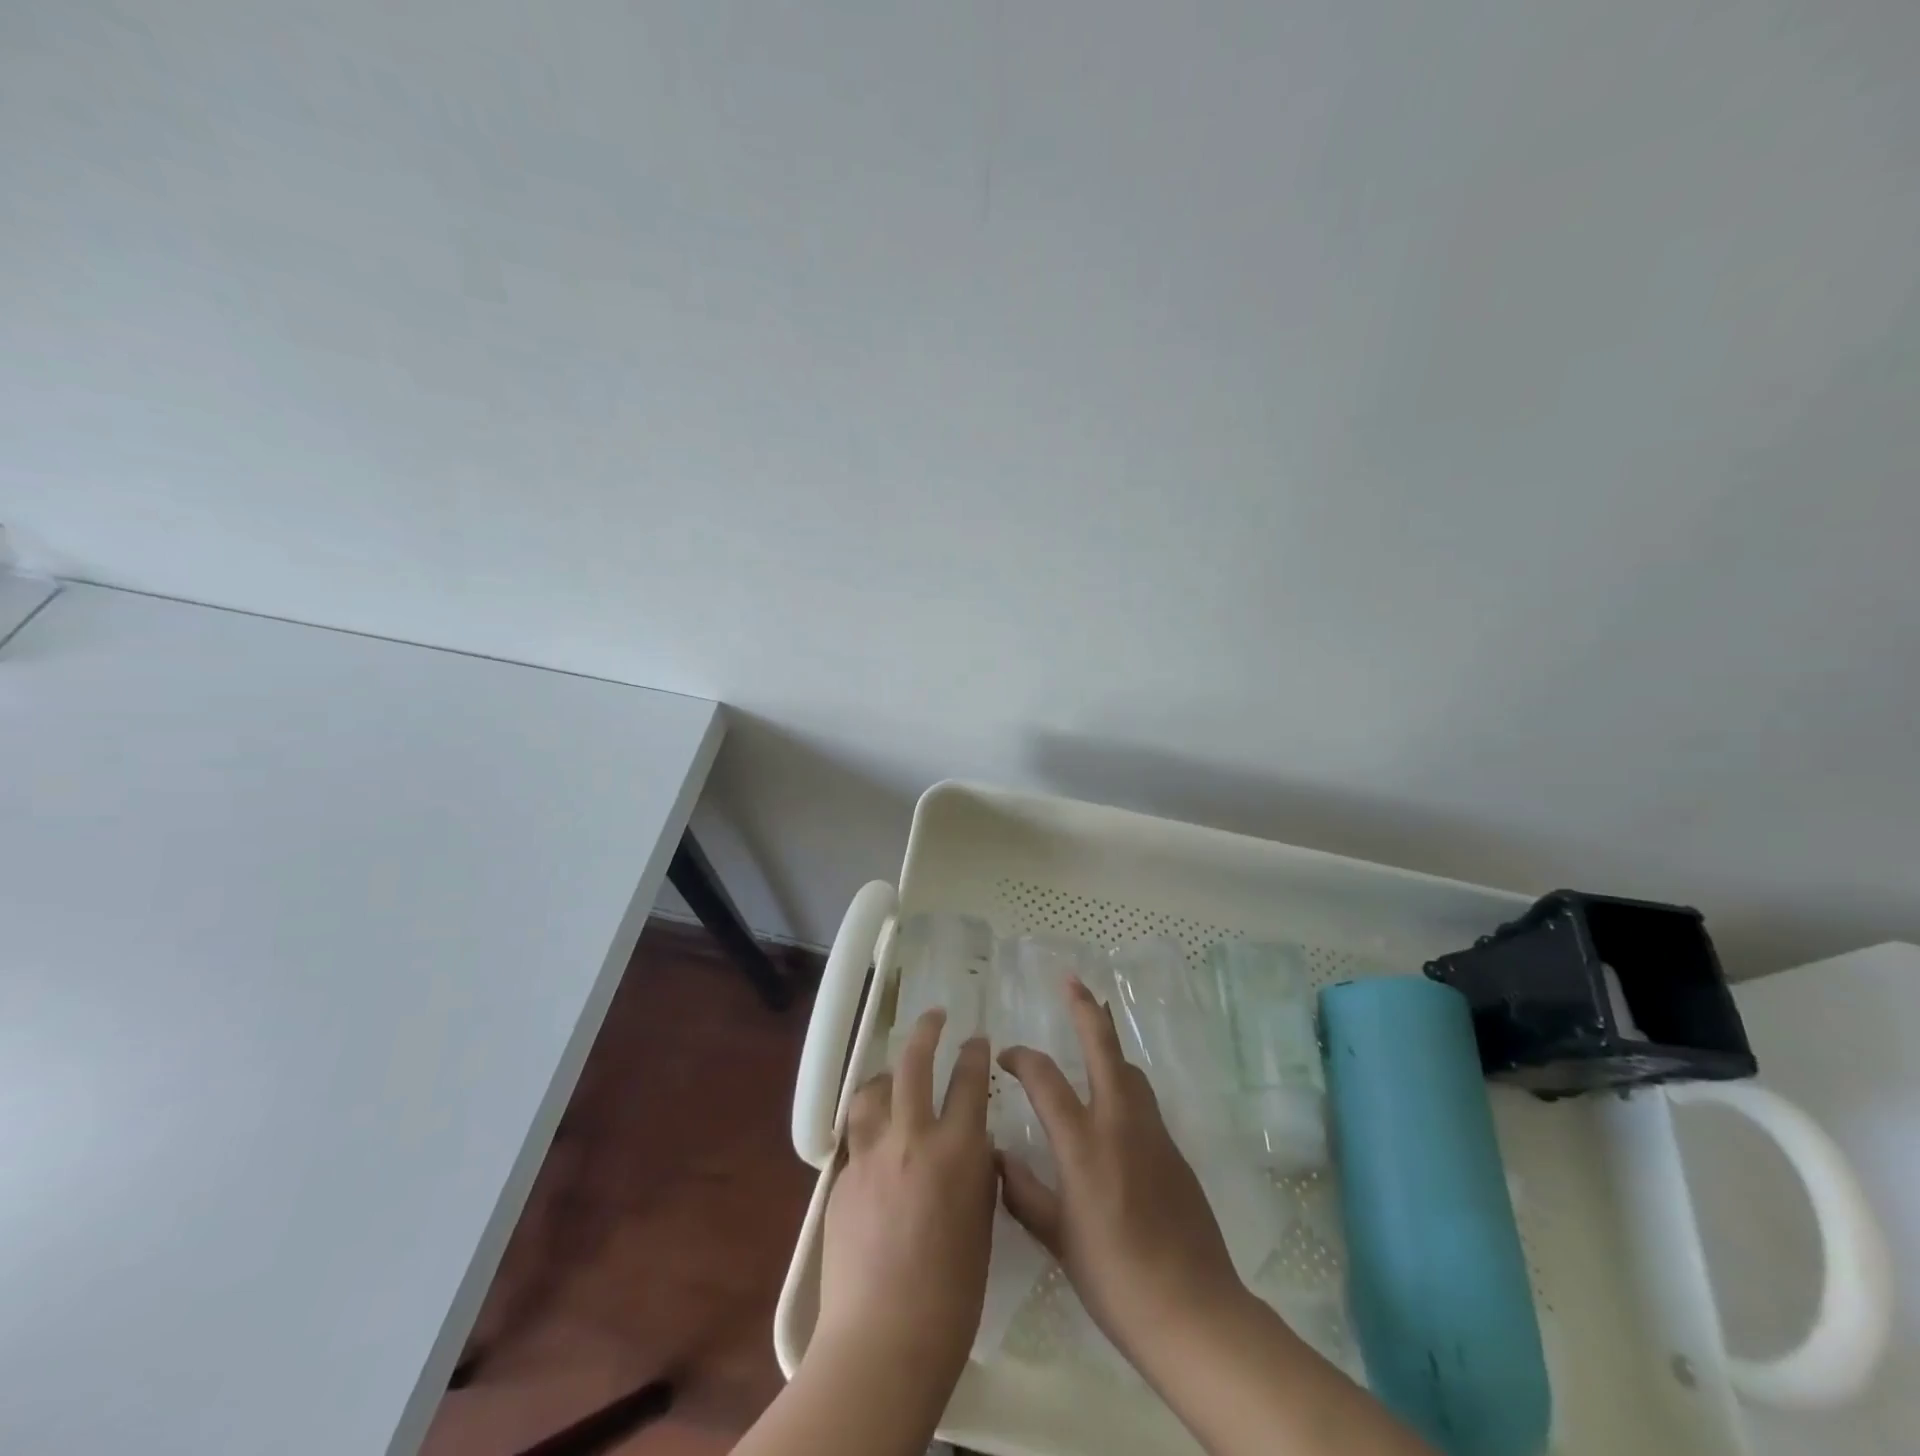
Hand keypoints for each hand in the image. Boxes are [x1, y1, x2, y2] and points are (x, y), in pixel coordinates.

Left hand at [813, 1009, 996, 1398]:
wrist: (883, 1340)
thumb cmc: (952, 1296)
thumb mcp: (980, 1225)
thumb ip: (975, 1176)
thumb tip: (970, 1148)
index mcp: (956, 1151)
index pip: (968, 1081)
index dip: (973, 1053)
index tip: (976, 1038)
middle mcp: (911, 1138)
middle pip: (913, 1064)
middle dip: (926, 1031)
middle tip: (934, 1016)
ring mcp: (871, 1155)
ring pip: (871, 1091)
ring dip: (884, 1077)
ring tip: (890, 1077)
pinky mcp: (842, 1179)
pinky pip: (856, 1139)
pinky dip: (868, 1130)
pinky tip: (874, 1147)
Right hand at [997, 978, 1245, 1370]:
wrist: (1194, 1311)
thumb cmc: (1115, 1279)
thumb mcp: (1059, 1240)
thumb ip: (1025, 1193)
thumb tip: (998, 1158)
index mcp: (1083, 1144)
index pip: (1044, 1079)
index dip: (1021, 1059)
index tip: (1005, 1059)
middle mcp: (1119, 1123)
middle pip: (1103, 1047)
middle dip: (1085, 1010)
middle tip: (1071, 981)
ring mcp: (1153, 1133)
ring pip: (1129, 1069)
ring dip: (1108, 1044)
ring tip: (1092, 1031)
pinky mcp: (1175, 1149)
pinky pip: (1143, 1099)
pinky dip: (1124, 1081)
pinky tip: (1114, 1100)